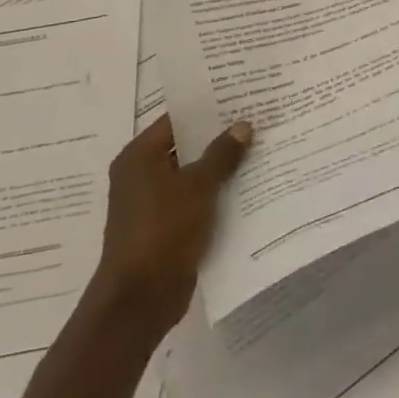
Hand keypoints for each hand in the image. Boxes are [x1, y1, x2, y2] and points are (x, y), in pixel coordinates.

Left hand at [90, 114, 250, 335]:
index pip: (176, 120)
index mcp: (139, 156)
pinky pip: (193, 201)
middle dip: (218, 138)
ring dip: (219, 169)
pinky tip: (247, 190)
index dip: (207, 109)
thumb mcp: (198, 186)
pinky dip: (214, 195)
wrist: (140, 299)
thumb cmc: (163, 230)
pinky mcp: (164, 228)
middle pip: (185, 147)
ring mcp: (151, 203)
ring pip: (191, 176)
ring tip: (259, 151)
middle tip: (256, 122)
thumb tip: (243, 125)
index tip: (239, 98)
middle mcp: (140, 175)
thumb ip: (222, 154)